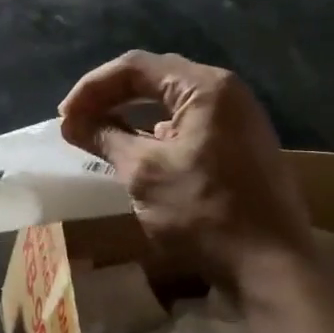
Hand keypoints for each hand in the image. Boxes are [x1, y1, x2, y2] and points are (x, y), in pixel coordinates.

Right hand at [58, 50, 316, 287]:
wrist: (270, 265)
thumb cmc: (203, 212)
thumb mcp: (144, 173)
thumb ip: (106, 138)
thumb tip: (72, 123)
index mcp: (205, 87)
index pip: (135, 67)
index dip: (92, 88)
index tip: (64, 116)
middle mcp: (227, 92)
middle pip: (155, 78)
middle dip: (110, 96)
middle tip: (77, 121)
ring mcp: (239, 120)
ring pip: (173, 102)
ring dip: (132, 114)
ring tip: (100, 134)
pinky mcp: (241, 146)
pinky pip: (190, 124)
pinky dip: (157, 132)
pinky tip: (138, 151)